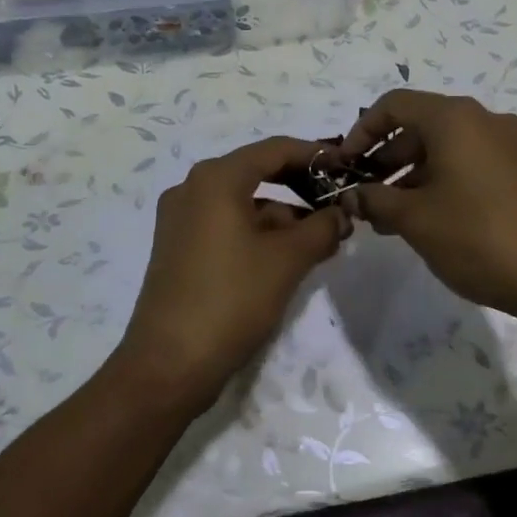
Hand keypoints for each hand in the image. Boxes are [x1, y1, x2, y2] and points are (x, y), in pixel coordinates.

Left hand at [116, 136, 348, 410]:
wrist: (168, 366)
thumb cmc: (231, 300)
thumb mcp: (288, 260)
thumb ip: (322, 228)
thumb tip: (341, 213)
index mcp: (216, 179)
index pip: (275, 150)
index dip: (316, 155)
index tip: (348, 167)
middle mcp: (192, 189)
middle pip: (258, 173)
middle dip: (302, 188)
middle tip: (339, 203)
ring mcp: (181, 220)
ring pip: (244, 203)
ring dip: (284, 216)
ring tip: (322, 240)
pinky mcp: (178, 248)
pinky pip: (227, 225)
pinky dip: (259, 233)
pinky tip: (288, 257)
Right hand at [334, 90, 516, 327]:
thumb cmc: (479, 238)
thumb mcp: (415, 220)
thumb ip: (375, 199)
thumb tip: (353, 195)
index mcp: (456, 118)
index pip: (394, 105)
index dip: (362, 131)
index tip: (346, 166)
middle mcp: (486, 120)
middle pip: (422, 125)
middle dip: (387, 159)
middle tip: (366, 196)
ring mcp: (512, 145)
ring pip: (448, 148)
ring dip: (414, 175)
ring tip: (392, 218)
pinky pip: (473, 164)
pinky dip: (444, 181)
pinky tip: (432, 220)